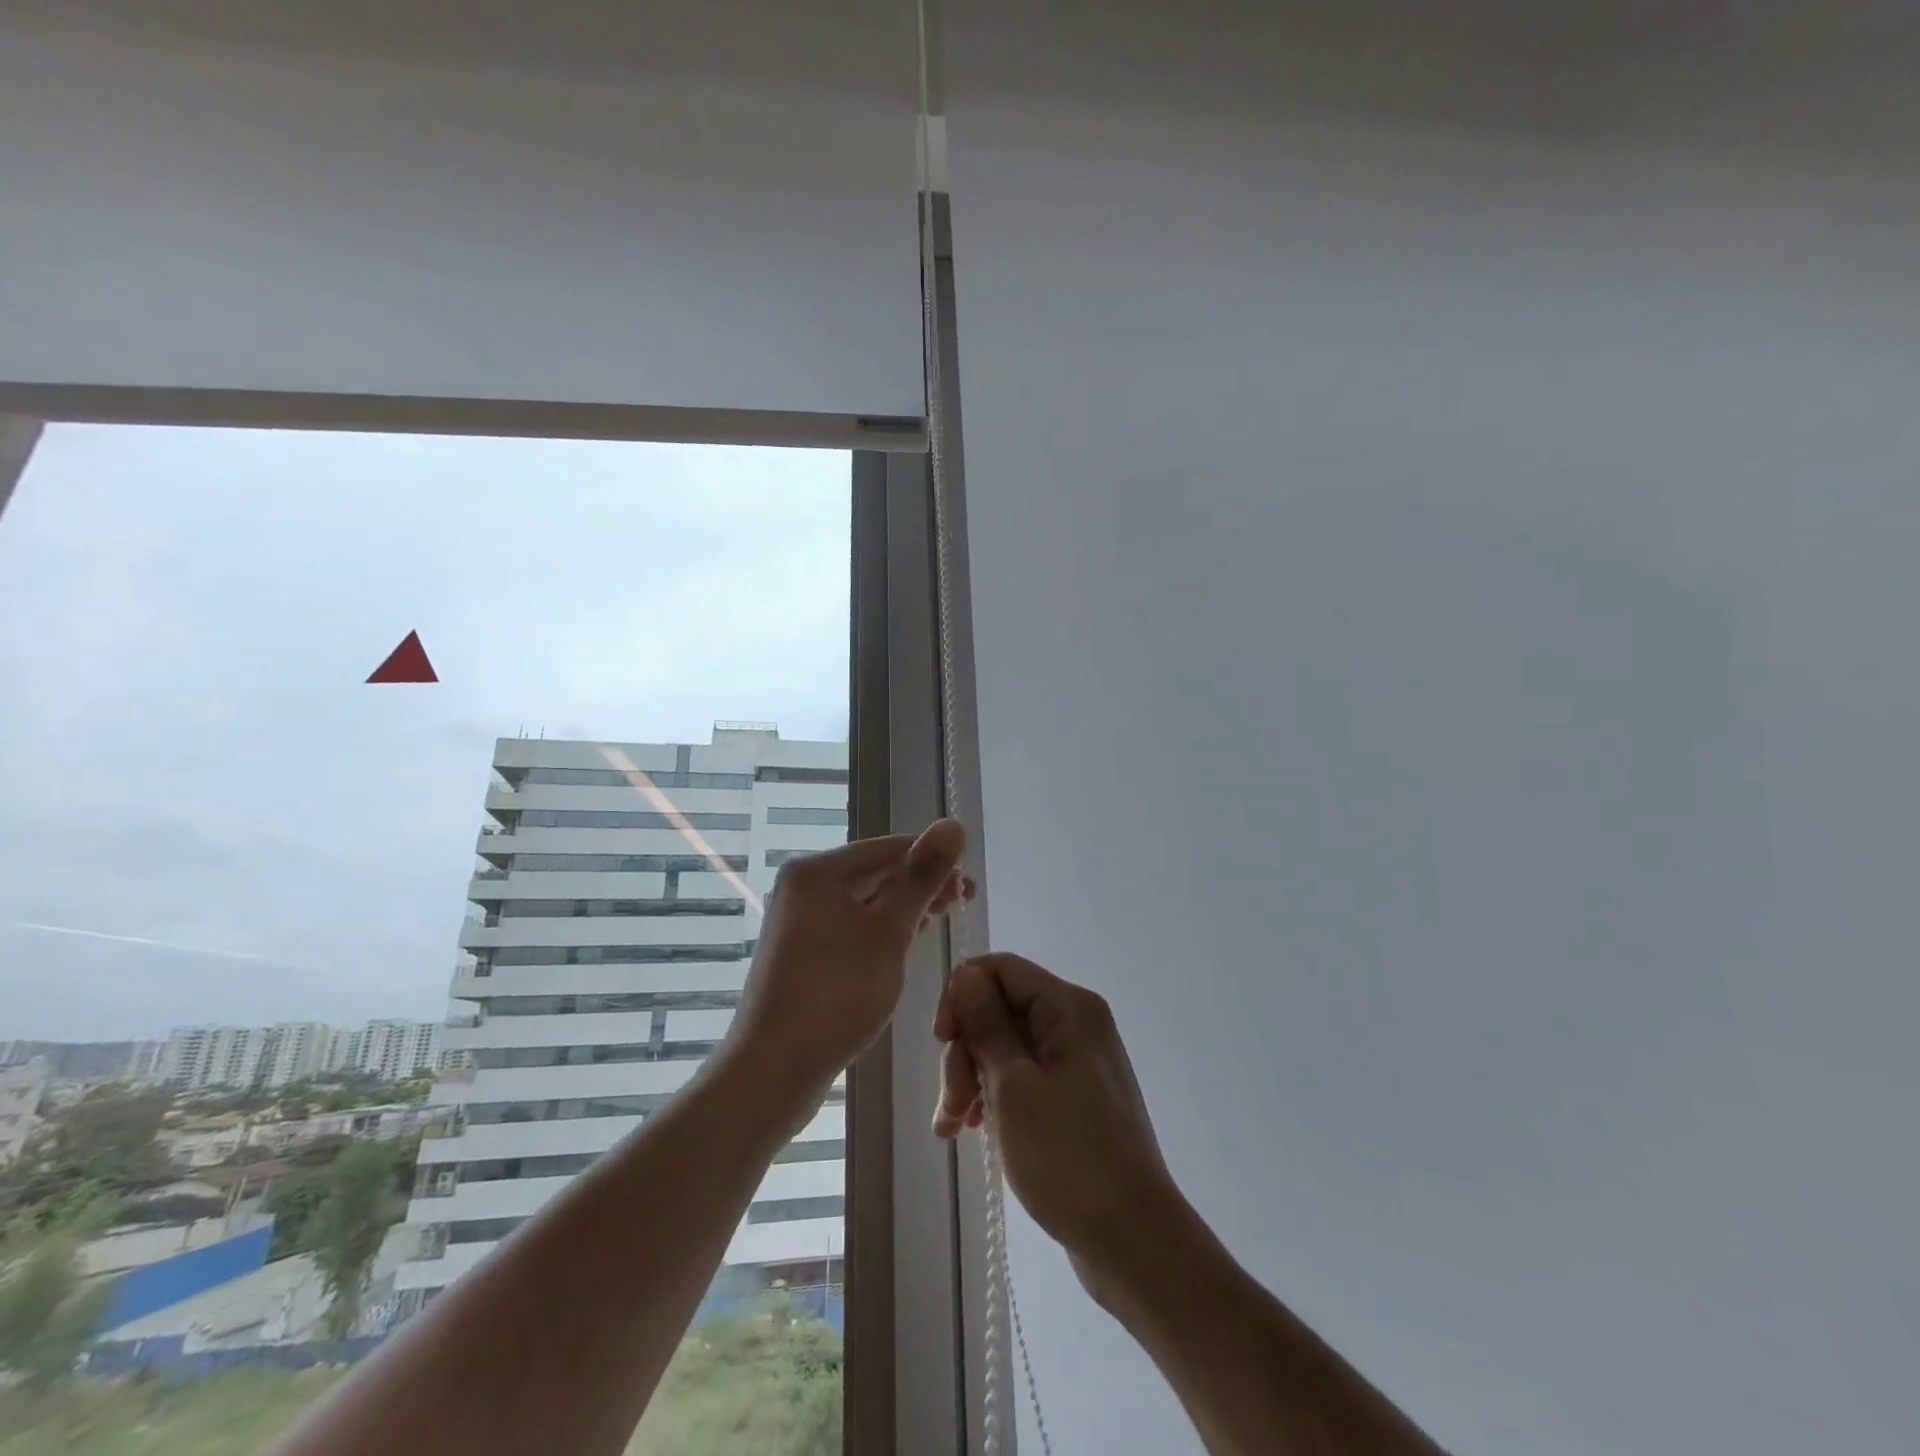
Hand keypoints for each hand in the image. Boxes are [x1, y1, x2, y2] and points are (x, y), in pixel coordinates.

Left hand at [724, 821, 970, 1101]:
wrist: (773, 1070)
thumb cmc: (837, 994)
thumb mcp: (890, 931)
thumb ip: (922, 877)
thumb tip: (953, 824)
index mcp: (818, 871)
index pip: (890, 847)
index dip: (934, 860)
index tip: (970, 887)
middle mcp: (803, 886)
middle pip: (875, 872)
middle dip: (920, 885)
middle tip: (962, 906)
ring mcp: (799, 920)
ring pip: (865, 901)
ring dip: (904, 908)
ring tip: (939, 922)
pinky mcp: (802, 952)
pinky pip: (851, 926)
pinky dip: (881, 930)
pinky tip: (904, 944)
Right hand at [933, 953, 1184, 1297]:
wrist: (1132, 1241)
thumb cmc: (1069, 1157)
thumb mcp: (1014, 1086)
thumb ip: (986, 1024)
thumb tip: (965, 974)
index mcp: (1068, 1008)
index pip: (1001, 969)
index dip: (962, 995)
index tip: (942, 1039)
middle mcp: (1075, 1024)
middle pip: (1000, 1010)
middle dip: (965, 1051)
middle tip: (952, 1104)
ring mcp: (1075, 1062)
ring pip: (1005, 1047)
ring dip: (971, 1080)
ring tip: (952, 1129)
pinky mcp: (1072, 1098)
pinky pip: (1022, 1078)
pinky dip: (993, 1098)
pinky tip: (972, 1131)